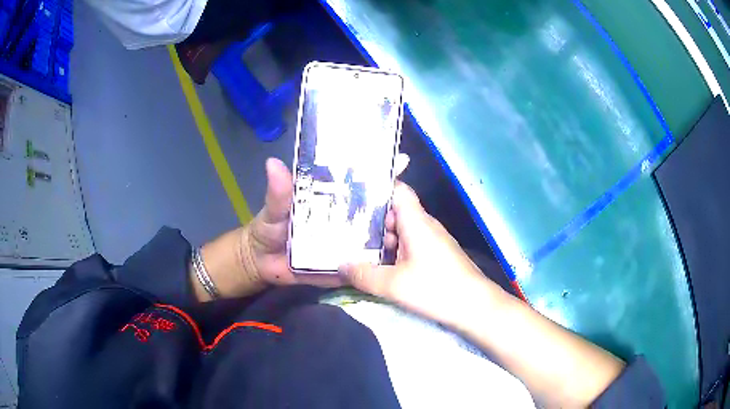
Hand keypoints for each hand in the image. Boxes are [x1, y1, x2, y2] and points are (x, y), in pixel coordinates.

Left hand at [240, 153, 409, 287]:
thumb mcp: (274, 209)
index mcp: (330, 197)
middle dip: (395, 204)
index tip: (400, 160)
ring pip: (375, 235)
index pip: (358, 180)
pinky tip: (396, 260)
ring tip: (410, 232)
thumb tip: (273, 163)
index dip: (379, 170)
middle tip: (411, 204)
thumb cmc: (269, 228)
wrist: (262, 263)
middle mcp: (344, 217)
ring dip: (393, 233)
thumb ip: (278, 192)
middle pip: (375, 208)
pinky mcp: (345, 264)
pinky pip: (365, 262)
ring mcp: (347, 241)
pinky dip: (379, 261)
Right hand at [339, 182, 504, 325]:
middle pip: (396, 212)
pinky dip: (395, 252)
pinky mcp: (437, 256)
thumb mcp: (393, 285)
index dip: (378, 188)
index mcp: (417, 222)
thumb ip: (364, 274)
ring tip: (359, 250)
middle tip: (346, 230)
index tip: (353, 194)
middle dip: (372, 221)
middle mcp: (426, 226)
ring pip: (403, 231)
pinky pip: (411, 245)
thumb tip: (341, 265)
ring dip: (383, 240)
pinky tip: (382, 266)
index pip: (398, 190)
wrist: (475, 306)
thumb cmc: (435, 289)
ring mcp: (433, 241)